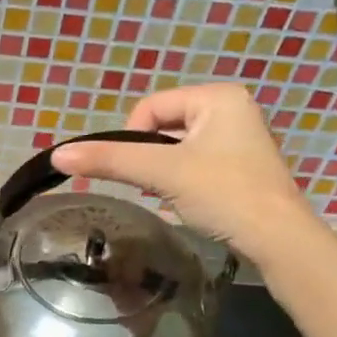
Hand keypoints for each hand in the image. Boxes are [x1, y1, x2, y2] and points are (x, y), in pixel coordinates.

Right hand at [49, 83, 324, 261]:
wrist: (278, 240)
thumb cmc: (223, 194)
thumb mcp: (161, 173)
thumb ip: (109, 160)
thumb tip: (58, 155)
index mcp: (218, 96)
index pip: (150, 106)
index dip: (133, 138)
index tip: (140, 172)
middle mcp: (232, 109)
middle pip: (163, 126)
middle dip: (151, 158)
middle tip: (157, 186)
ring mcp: (240, 139)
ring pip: (178, 148)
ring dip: (165, 171)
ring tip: (175, 196)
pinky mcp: (242, 167)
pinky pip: (196, 163)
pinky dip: (184, 181)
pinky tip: (191, 202)